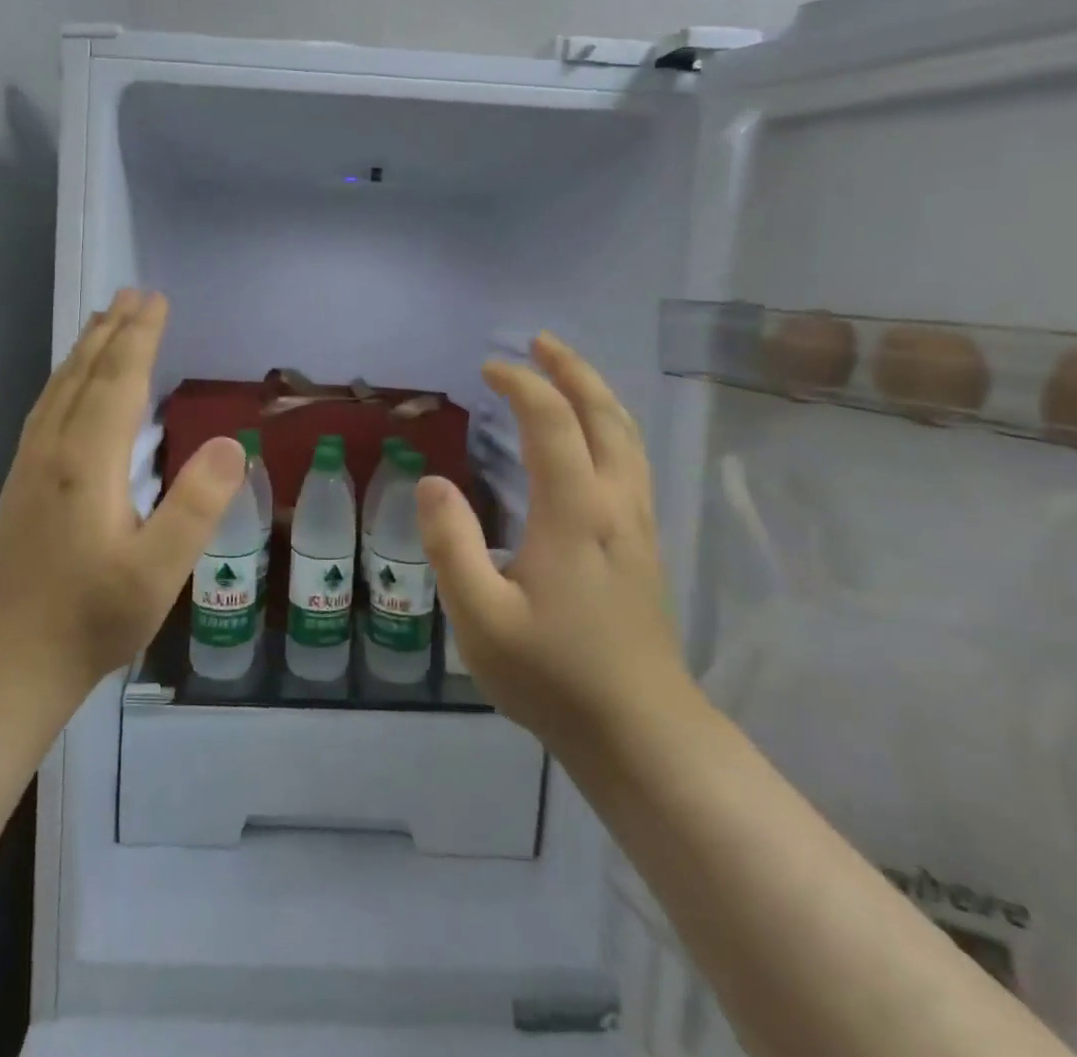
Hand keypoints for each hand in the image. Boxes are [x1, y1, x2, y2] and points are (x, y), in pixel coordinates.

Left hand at [0, 289, 246, 703]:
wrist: (5, 664)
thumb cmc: (90, 620)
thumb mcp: (157, 572)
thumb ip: (196, 506)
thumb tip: (230, 443)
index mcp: (87, 463)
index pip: (118, 382)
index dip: (140, 338)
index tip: (156, 299)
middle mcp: (53, 451)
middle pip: (85, 375)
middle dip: (112, 331)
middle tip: (133, 293)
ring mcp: (29, 467)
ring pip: (59, 389)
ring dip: (85, 350)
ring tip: (102, 320)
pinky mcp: (20, 484)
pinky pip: (46, 409)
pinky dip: (64, 380)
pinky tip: (69, 387)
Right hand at [418, 332, 694, 758]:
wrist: (641, 733)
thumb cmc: (554, 676)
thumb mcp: (481, 619)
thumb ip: (451, 545)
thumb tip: (431, 482)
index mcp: (575, 512)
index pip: (552, 422)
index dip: (521, 385)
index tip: (488, 369)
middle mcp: (615, 504)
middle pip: (604, 415)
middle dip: (572, 370)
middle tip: (540, 342)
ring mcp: (638, 524)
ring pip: (627, 436)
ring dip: (597, 394)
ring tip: (567, 373)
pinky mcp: (645, 545)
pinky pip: (632, 461)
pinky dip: (610, 427)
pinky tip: (592, 439)